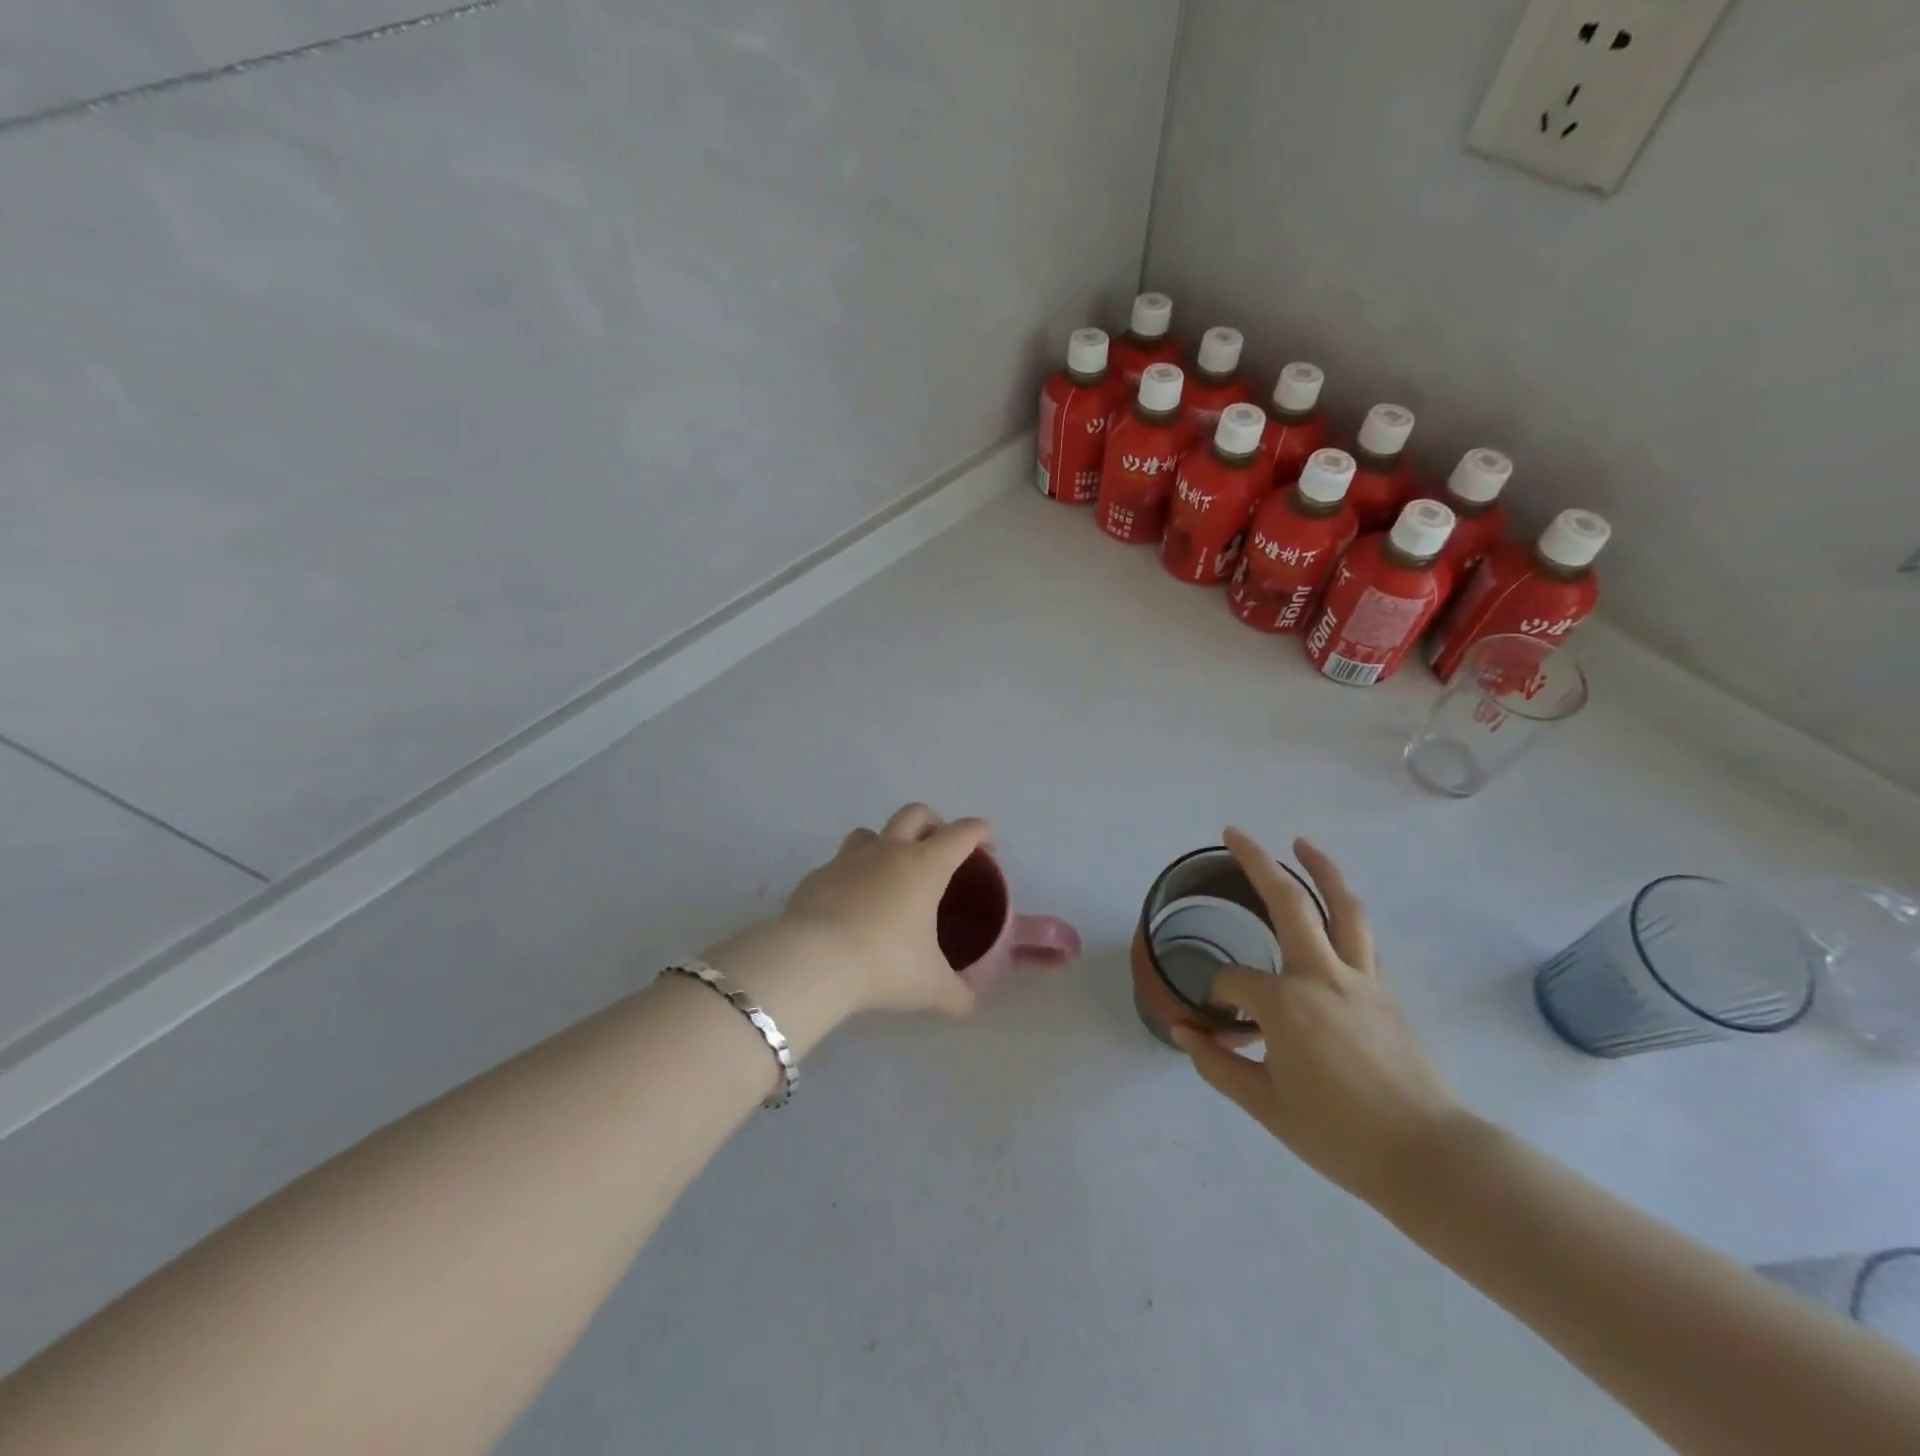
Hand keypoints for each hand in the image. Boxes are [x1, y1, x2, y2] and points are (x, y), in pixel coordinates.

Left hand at [777, 803, 986, 1018]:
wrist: (813, 961)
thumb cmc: (885, 964)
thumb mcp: (931, 986)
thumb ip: (956, 994)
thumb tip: (968, 1004)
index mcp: (925, 866)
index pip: (962, 833)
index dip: (981, 832)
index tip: (988, 845)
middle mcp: (888, 851)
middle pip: (915, 813)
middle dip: (934, 823)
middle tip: (940, 850)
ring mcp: (847, 860)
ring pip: (870, 832)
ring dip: (885, 843)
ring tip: (890, 874)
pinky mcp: (816, 877)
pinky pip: (838, 866)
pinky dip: (850, 877)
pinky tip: (850, 906)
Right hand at [1171, 828, 1463, 1208]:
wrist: (1428, 1158)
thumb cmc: (1339, 1135)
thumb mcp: (1266, 1106)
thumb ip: (1217, 1064)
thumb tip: (1184, 1033)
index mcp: (1285, 1004)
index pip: (1233, 982)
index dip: (1218, 999)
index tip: (1219, 1025)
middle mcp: (1322, 976)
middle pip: (1289, 903)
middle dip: (1258, 862)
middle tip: (1234, 834)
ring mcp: (1361, 979)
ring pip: (1343, 908)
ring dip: (1321, 870)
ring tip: (1301, 844)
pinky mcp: (1385, 991)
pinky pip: (1361, 937)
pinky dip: (1343, 913)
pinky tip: (1330, 913)